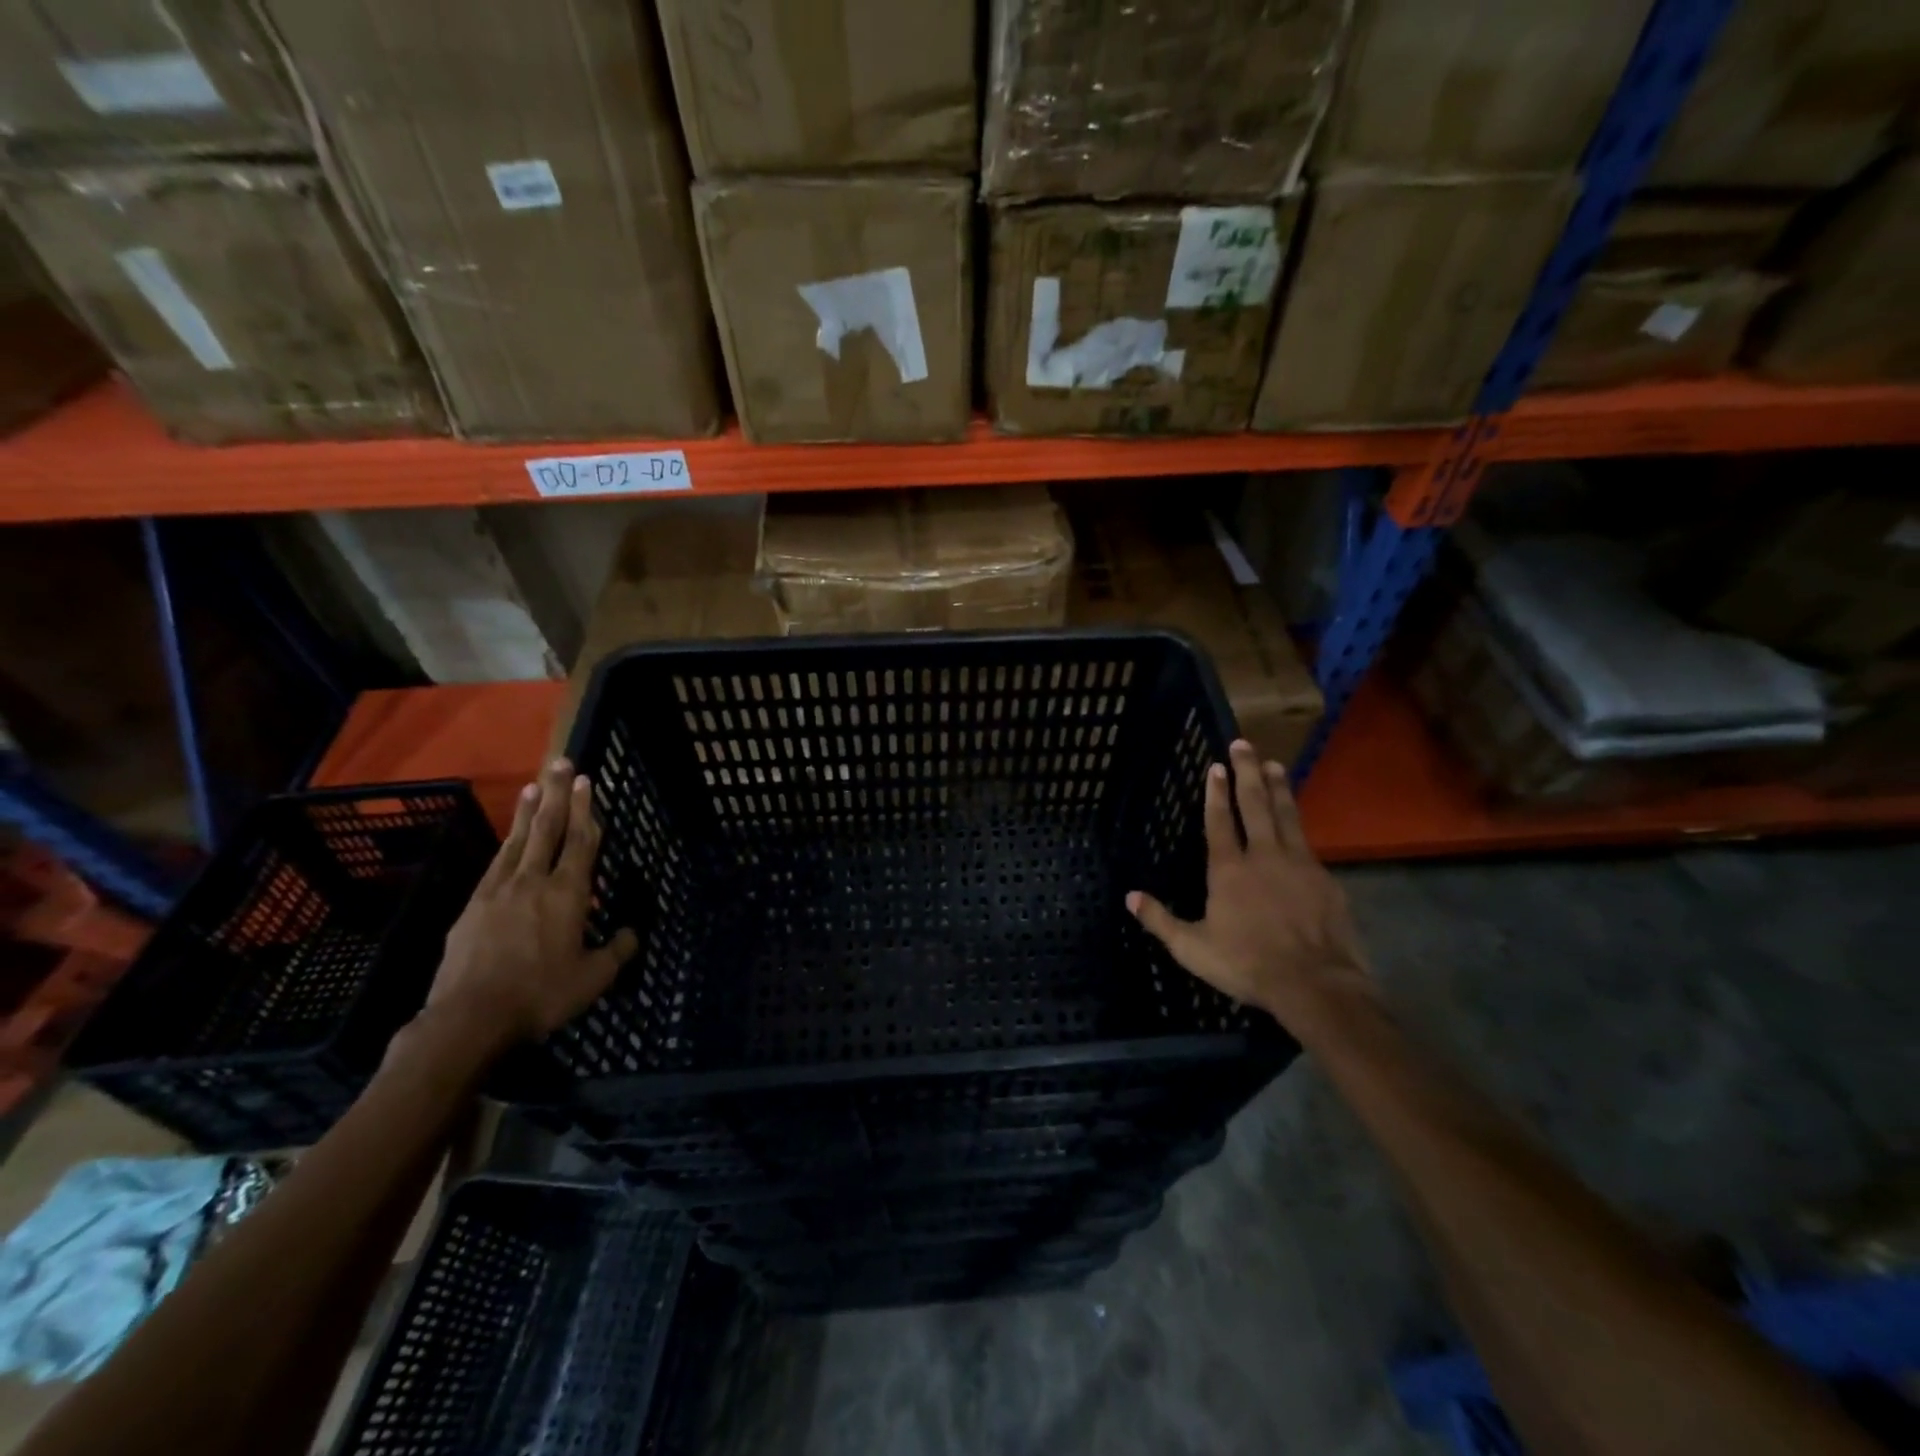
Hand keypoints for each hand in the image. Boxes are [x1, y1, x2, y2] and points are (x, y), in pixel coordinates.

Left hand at [424, 758, 637, 1050]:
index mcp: (568, 894)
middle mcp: (533, 881)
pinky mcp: (472, 907)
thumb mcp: (594, 979)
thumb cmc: (542, 995)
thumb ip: (617, 951)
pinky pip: (495, 866)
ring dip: (527, 812)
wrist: (470, 1019)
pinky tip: (507, 841)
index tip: (587, 781)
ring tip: (533, 786)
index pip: (582, 842)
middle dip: (557, 794)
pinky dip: (505, 845)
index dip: (587, 809)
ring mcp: (498, 892)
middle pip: (547, 829)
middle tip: (560, 762)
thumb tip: (632, 933)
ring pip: (516, 842)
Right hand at [1128, 740, 1370, 1033]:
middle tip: (1244, 744)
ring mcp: (1298, 864)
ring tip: (1274, 765)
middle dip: (1247, 772)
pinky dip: (1298, 823)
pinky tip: (1297, 821)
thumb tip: (1129, 897)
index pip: (1219, 821)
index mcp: (1228, 870)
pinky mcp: (1324, 878)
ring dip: (1278, 787)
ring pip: (1286, 815)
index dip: (1216, 792)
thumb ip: (1160, 920)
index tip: (1216, 765)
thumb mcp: (1192, 949)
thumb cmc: (1247, 964)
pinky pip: (1307, 842)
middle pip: (1255, 804)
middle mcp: (1263, 856)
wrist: (1316, 984)